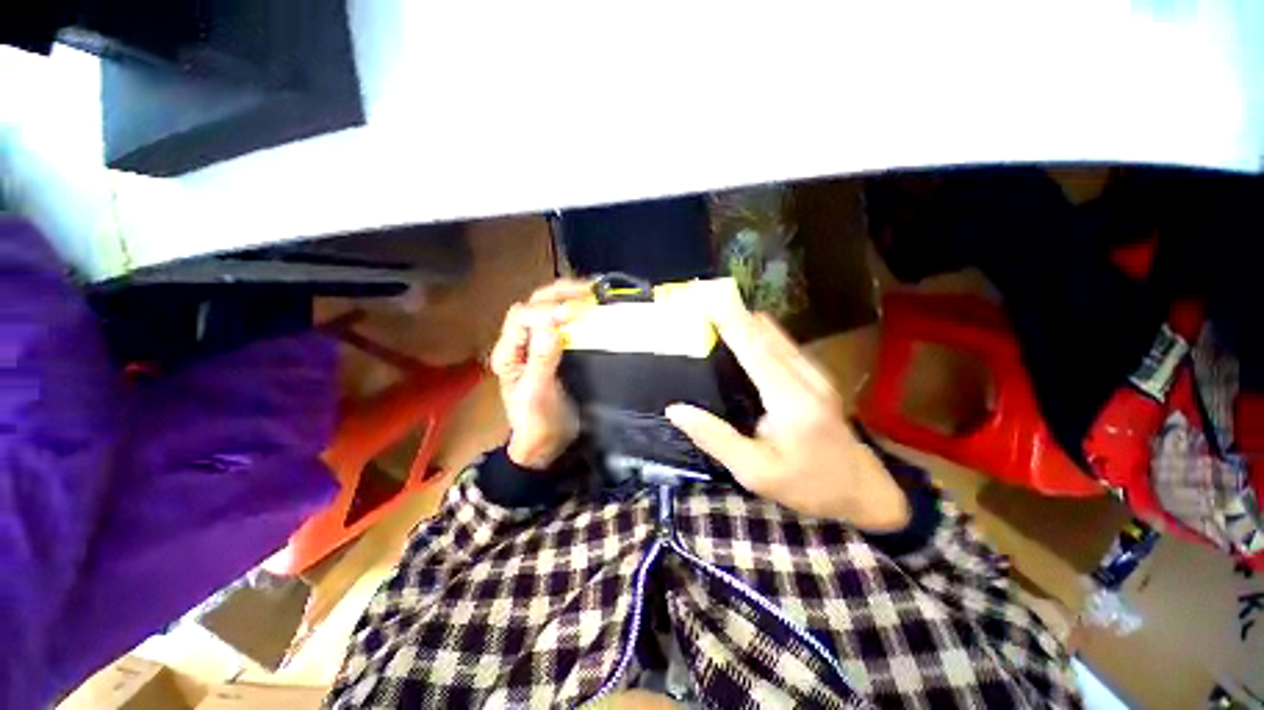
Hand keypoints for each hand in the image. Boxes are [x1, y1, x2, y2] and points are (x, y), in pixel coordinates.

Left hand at [489, 280, 587, 468]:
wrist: (549, 442)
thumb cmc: (538, 422)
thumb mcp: (536, 393)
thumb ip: (541, 358)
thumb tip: (551, 320)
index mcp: (508, 352)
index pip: (521, 317)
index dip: (544, 311)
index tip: (570, 314)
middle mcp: (520, 342)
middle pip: (533, 305)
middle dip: (558, 293)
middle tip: (588, 290)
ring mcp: (538, 343)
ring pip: (547, 309)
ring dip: (568, 296)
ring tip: (593, 292)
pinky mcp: (555, 348)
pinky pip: (562, 322)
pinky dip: (577, 310)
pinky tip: (592, 306)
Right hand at [665, 305, 909, 532]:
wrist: (863, 491)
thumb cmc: (808, 486)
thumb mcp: (754, 472)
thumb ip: (715, 438)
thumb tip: (676, 410)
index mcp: (791, 400)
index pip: (755, 349)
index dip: (730, 321)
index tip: (708, 298)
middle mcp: (807, 377)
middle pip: (766, 333)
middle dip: (734, 314)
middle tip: (701, 303)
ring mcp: (815, 373)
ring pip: (775, 334)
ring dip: (745, 321)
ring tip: (714, 314)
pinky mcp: (816, 375)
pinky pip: (781, 343)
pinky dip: (756, 334)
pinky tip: (739, 337)